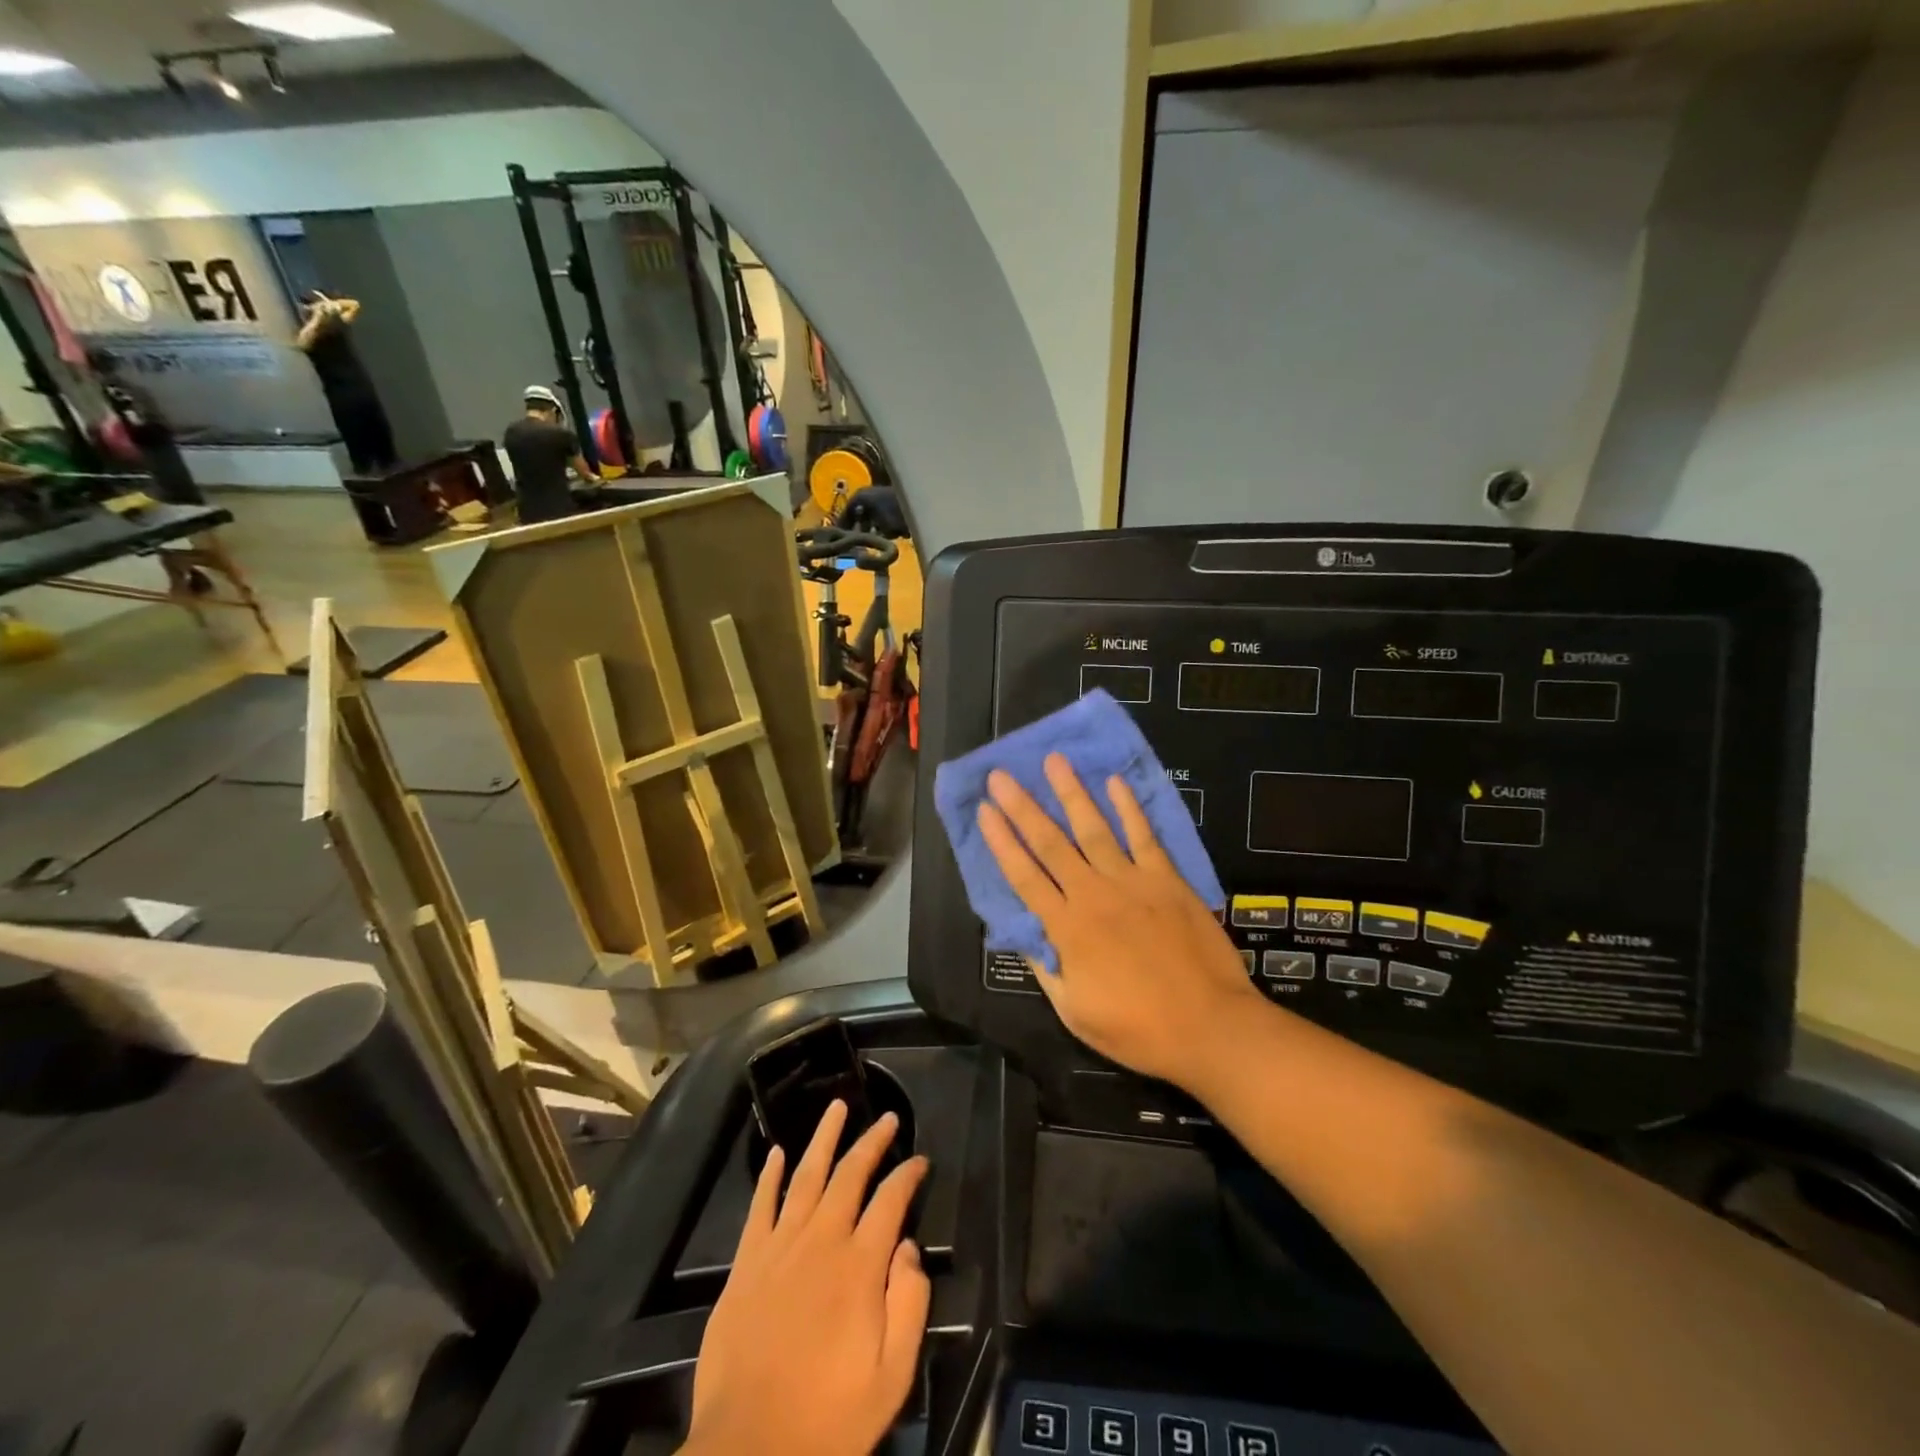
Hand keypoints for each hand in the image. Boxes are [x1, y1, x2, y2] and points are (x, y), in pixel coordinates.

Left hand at [686, 1101, 930, 1455]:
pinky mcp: (746, 1265)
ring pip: (805, 1175)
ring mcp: (779, 1248)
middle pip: (850, 1174)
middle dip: (871, 1141)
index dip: (908, 1175)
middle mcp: (821, 1241)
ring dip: (824, 1139)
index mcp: (860, 1266)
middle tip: (887, 1117)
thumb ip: (909, 1304)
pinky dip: (769, 1177)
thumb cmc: (828, 1420)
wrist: (748, 1453)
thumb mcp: (892, 1376)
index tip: (920, 1160)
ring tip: (837, 1107)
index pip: (890, 1200)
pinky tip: (776, 1153)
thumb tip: (907, 1247)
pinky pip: (760, 1207)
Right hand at [978, 754, 1263, 1089]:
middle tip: (1001, 775)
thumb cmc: (1138, 1028)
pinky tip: (1115, 782)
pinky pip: (1145, 836)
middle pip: (1051, 843)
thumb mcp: (1075, 1011)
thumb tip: (1023, 933)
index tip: (984, 810)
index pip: (1024, 875)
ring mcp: (1133, 882)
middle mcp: (1094, 894)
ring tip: (1054, 761)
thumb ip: (1046, 968)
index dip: (1001, 841)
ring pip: (1094, 828)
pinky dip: (1129, 808)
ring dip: (1071, 793)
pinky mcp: (1168, 880)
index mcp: (1067, 928)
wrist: (1210, 1027)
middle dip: (1023, 807)